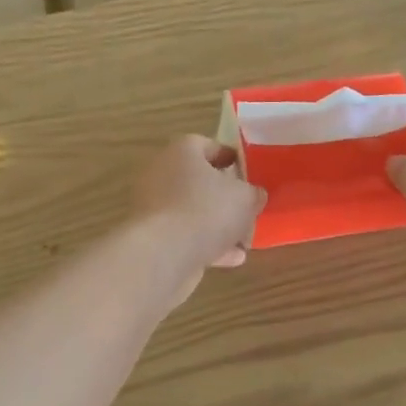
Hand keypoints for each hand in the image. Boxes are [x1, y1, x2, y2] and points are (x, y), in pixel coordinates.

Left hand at [131, 136, 265, 292]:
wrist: (162, 253)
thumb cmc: (206, 211)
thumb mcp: (245, 198)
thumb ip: (253, 194)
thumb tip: (254, 195)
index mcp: (182, 152)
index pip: (207, 145)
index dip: (230, 157)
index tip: (248, 172)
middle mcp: (161, 174)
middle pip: (198, 181)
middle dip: (224, 197)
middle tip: (246, 209)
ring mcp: (153, 207)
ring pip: (191, 212)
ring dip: (217, 226)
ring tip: (244, 241)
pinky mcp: (151, 237)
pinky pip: (184, 236)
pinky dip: (206, 245)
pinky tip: (231, 259)